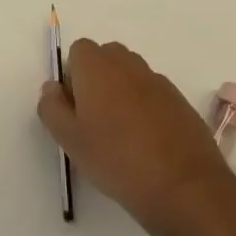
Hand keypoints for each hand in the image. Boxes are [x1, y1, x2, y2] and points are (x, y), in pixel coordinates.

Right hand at [38, 39, 235, 233]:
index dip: (73, 74)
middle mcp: (128, 65)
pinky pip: (154, 94)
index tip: (74, 106)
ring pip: (131, 75)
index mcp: (97, 67)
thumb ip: (52, 108)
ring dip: (122, 92)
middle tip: (94, 119)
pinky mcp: (180, 101)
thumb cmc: (116, 159)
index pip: (79, 50)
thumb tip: (52, 87)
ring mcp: (158, 81)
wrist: (183, 185)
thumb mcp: (70, 140)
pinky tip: (147, 142)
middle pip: (107, 57)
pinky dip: (146, 107)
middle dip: (97, 79)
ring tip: (121, 133)